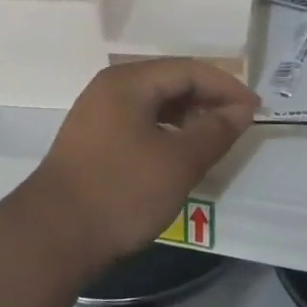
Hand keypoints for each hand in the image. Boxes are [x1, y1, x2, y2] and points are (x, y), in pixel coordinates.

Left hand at [26, 59, 257, 270]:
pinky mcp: (92, 142)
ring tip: (216, 137)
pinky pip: (139, 122)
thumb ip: (215, 131)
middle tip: (240, 122)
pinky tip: (180, 152)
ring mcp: (97, 115)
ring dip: (188, 116)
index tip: (255, 110)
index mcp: (128, 82)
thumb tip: (241, 110)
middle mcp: (110, 89)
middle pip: (170, 82)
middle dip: (208, 99)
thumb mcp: (178, 162)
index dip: (226, 86)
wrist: (51, 237)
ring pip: (154, 104)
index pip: (188, 70)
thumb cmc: (121, 192)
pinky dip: (166, 131)